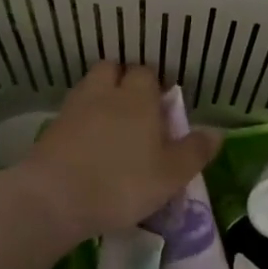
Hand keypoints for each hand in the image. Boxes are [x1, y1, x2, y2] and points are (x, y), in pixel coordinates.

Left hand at [17, 62, 217, 242]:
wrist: (54, 199)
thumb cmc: (122, 183)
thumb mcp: (171, 174)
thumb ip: (195, 151)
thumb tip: (216, 133)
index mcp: (137, 97)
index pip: (146, 73)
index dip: (155, 86)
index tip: (161, 107)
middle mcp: (104, 93)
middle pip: (112, 70)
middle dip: (123, 82)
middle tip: (135, 110)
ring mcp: (73, 109)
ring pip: (89, 89)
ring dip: (100, 100)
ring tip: (110, 128)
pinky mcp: (51, 129)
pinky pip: (72, 115)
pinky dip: (80, 123)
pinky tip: (87, 146)